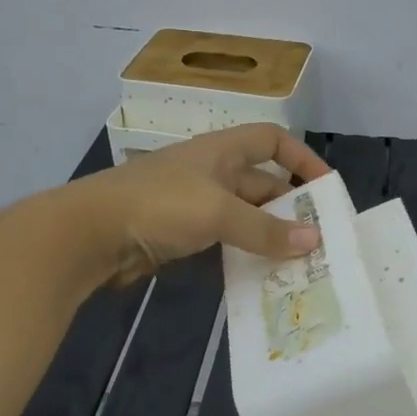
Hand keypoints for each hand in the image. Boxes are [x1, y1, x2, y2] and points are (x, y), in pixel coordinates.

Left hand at [63, 124, 330, 285]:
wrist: (91, 233)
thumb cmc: (159, 205)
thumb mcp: (218, 212)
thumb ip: (265, 229)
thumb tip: (314, 240)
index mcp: (221, 151)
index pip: (272, 140)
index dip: (301, 157)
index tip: (325, 188)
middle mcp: (211, 172)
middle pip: (262, 182)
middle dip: (290, 206)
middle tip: (319, 238)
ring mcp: (194, 205)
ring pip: (243, 216)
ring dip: (268, 234)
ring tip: (298, 262)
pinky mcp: (180, 235)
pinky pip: (223, 240)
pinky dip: (242, 253)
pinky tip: (260, 275)